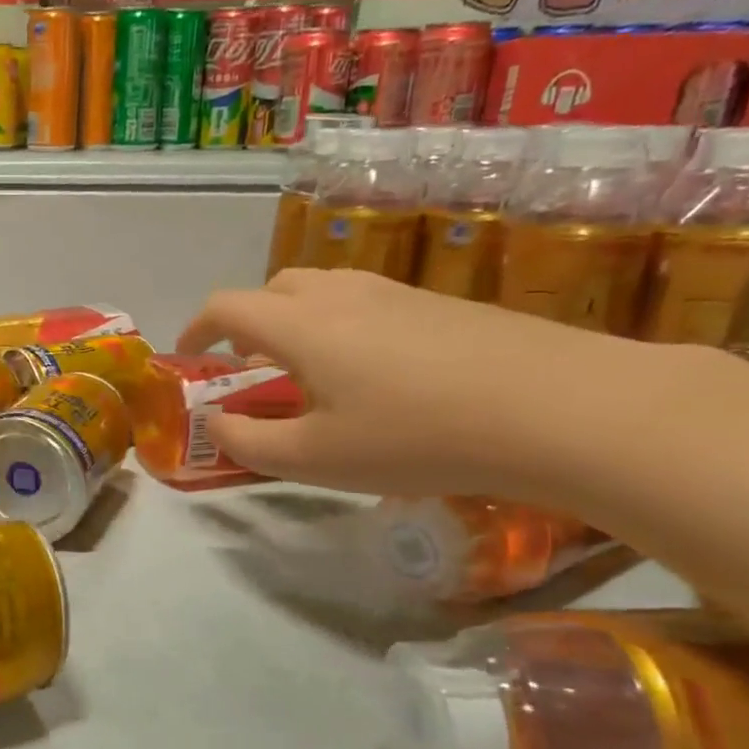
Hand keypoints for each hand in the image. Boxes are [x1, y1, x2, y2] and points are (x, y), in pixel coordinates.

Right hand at [176, 268, 685, 498]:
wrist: (560, 408)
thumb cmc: (416, 437)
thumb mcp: (316, 459)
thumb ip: (249, 442)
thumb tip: (217, 423)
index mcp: (299, 325)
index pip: (225, 307)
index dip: (196, 329)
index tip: (188, 357)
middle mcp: (340, 293)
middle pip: (273, 290)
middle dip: (246, 324)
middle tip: (251, 369)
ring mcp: (395, 292)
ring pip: (322, 292)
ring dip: (295, 323)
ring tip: (310, 374)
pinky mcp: (439, 303)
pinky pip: (366, 303)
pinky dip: (341, 327)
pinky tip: (374, 376)